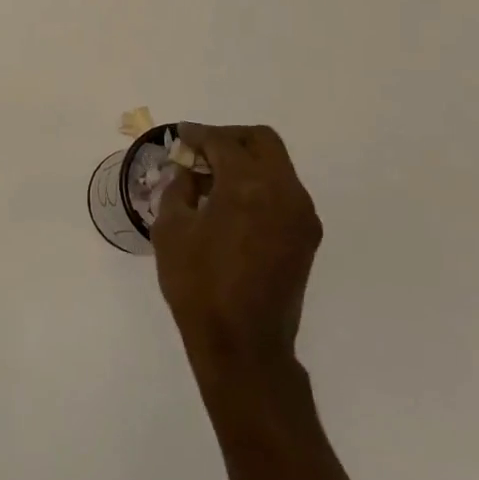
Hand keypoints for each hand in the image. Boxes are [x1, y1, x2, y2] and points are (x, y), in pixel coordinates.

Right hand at [150, 124, 321, 366]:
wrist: (243, 345)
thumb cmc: (198, 286)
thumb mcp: (171, 231)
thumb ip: (179, 188)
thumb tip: (188, 169)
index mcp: (248, 186)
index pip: (223, 142)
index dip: (198, 134)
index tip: (181, 135)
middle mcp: (284, 191)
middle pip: (262, 141)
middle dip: (229, 138)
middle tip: (200, 151)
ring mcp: (301, 214)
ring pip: (277, 165)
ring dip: (246, 161)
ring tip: (213, 180)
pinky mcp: (306, 235)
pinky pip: (283, 191)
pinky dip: (259, 184)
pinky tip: (232, 204)